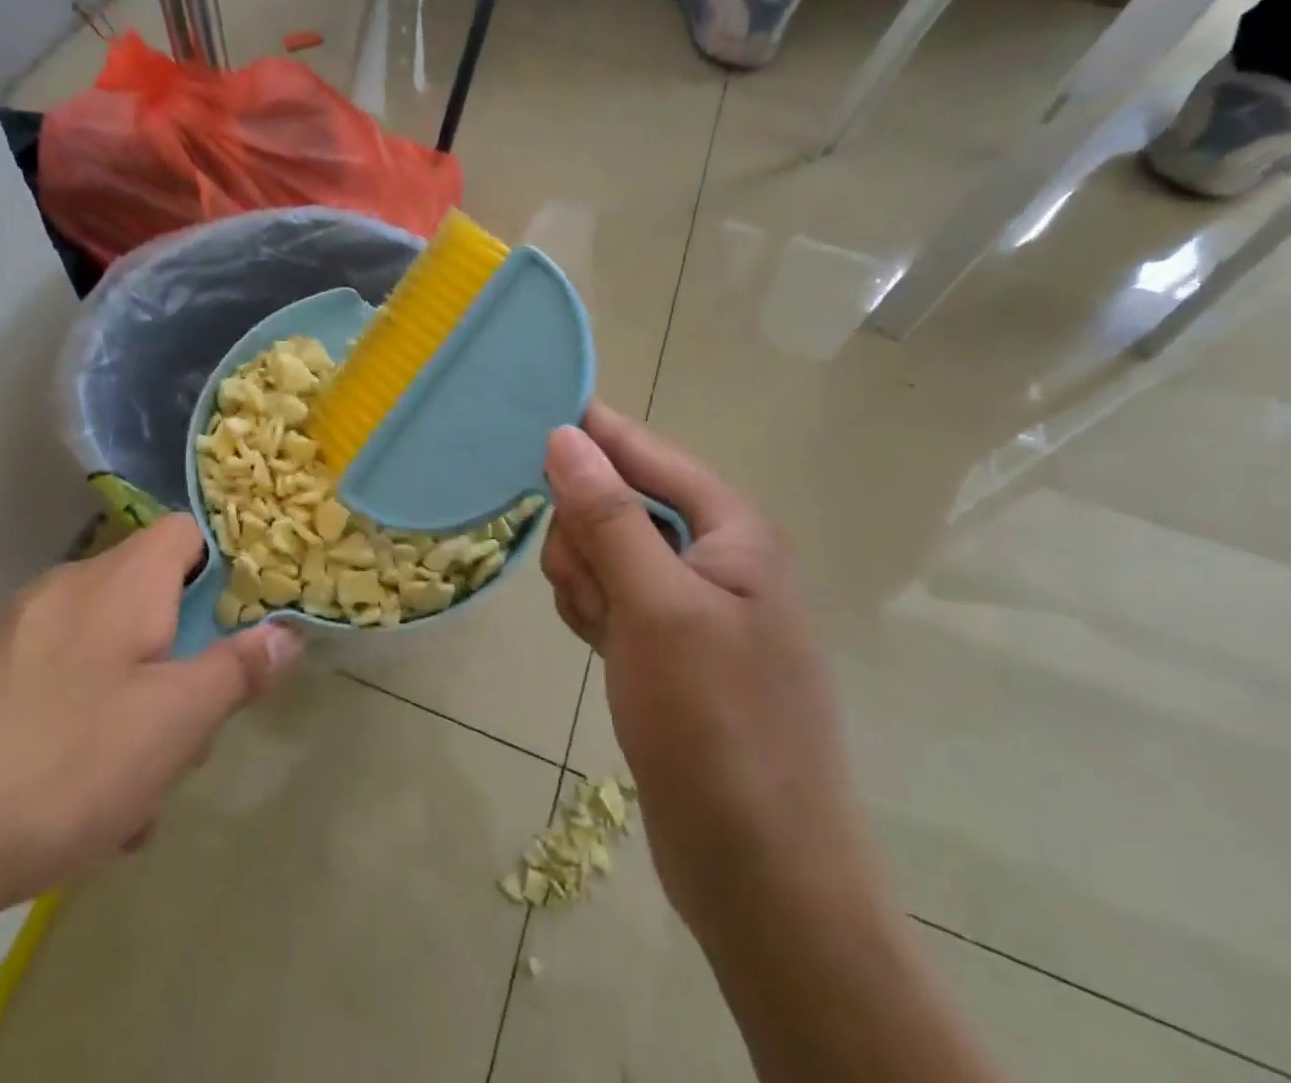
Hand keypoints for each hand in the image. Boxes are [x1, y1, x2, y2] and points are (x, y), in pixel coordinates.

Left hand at [0, 516, 302, 926]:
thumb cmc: (57, 765)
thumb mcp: (172, 724)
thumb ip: (237, 670)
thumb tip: (287, 632)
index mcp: (120, 581)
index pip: (187, 532)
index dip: (225, 565)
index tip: (241, 620)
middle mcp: (65, 590)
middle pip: (150, 602)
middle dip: (180, 663)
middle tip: (186, 736)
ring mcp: (13, 634)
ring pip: (106, 655)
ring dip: (134, 710)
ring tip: (131, 796)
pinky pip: (57, 689)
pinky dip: (81, 729)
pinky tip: (71, 805)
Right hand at [540, 407, 874, 935]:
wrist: (760, 873)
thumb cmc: (715, 725)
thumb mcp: (654, 606)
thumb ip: (608, 515)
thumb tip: (565, 435)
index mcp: (733, 531)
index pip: (649, 452)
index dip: (593, 432)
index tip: (530, 418)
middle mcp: (717, 557)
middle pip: (621, 502)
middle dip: (588, 535)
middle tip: (589, 588)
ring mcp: (692, 605)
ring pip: (607, 552)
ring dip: (587, 580)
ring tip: (600, 631)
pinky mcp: (669, 646)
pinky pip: (611, 597)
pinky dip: (594, 612)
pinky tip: (599, 648)